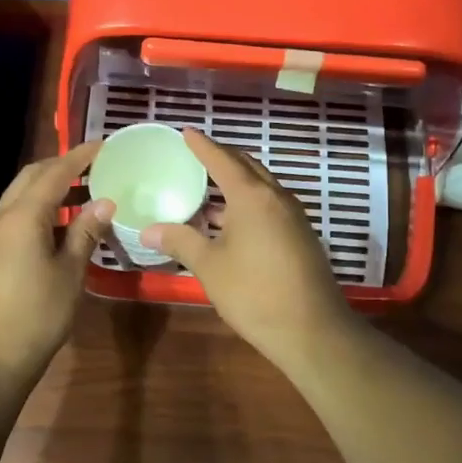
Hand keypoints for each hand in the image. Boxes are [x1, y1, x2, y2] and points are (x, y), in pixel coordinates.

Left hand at [0, 142, 112, 389]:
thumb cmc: (36, 316)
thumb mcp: (70, 274)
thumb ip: (85, 233)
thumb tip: (103, 202)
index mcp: (21, 217)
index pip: (54, 173)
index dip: (80, 157)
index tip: (105, 145)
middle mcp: (0, 218)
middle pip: (30, 177)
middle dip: (61, 167)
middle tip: (94, 168)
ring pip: (20, 197)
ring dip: (49, 190)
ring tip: (84, 196)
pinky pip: (14, 218)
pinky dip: (38, 211)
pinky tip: (60, 228)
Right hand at [142, 129, 355, 369]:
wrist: (311, 330)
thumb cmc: (254, 292)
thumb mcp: (210, 267)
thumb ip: (180, 241)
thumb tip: (149, 230)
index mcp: (252, 197)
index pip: (223, 159)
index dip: (202, 145)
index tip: (186, 132)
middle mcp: (277, 198)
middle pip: (247, 167)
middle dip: (222, 158)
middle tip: (196, 155)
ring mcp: (293, 217)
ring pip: (261, 188)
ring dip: (236, 184)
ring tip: (207, 190)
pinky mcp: (301, 236)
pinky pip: (270, 206)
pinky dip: (248, 204)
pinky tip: (230, 223)